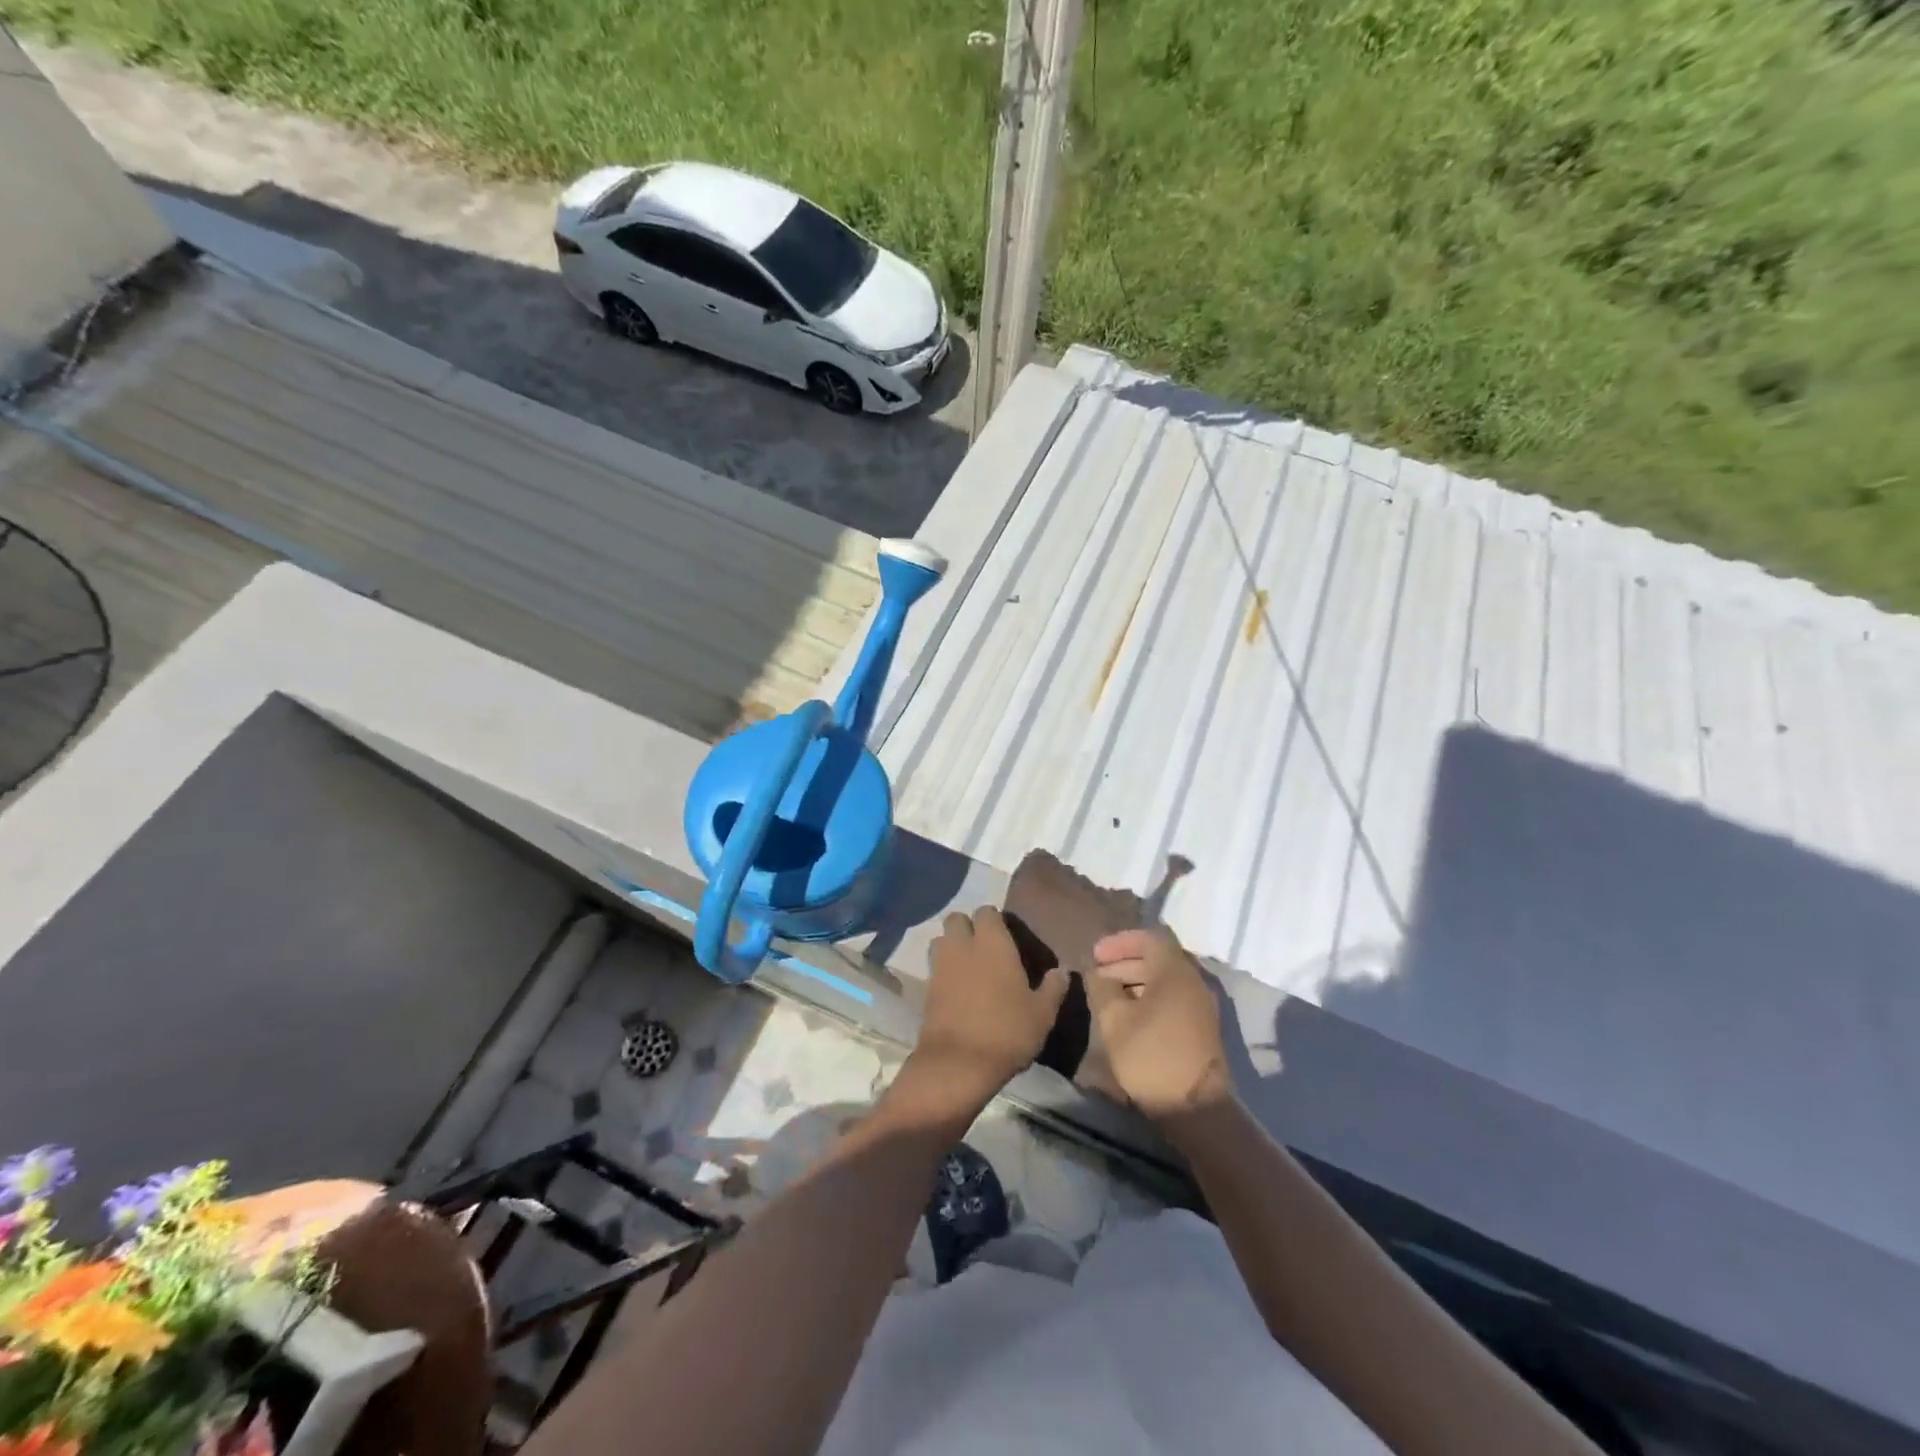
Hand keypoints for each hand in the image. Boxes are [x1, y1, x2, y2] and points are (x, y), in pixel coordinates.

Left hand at [909, 907, 1069, 1114]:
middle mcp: (963, 946)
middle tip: (985, 948)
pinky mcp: (926, 988)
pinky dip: (943, 971)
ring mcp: (940, 966)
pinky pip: (934, 967)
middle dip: (967, 927)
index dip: (995, 921)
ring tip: (969, 966)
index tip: (1007, 937)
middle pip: (957, 919)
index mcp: (992, 943)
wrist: (958, 1064)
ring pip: (941, 940)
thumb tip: (1062, 971)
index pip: (987, 912)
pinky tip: (958, 989)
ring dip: (952, 946)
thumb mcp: (1042, 1013)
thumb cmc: (1007, 1031)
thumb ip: (1053, 988)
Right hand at [1085, 928, 1231, 1121]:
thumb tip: (1097, 973)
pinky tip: (1128, 1016)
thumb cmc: (1151, 1055)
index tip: (1095, 955)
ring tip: (1107, 996)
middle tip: (1096, 975)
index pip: (1148, 938)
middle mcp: (1192, 981)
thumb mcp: (1114, 1020)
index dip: (1118, 942)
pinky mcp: (1201, 1028)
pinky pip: (1172, 999)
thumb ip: (1102, 988)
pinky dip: (1148, 998)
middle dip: (1124, 962)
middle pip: (1157, 958)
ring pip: (1164, 980)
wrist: (1194, 1108)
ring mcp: (1200, 1006)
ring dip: (1135, 981)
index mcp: (1175, 971)